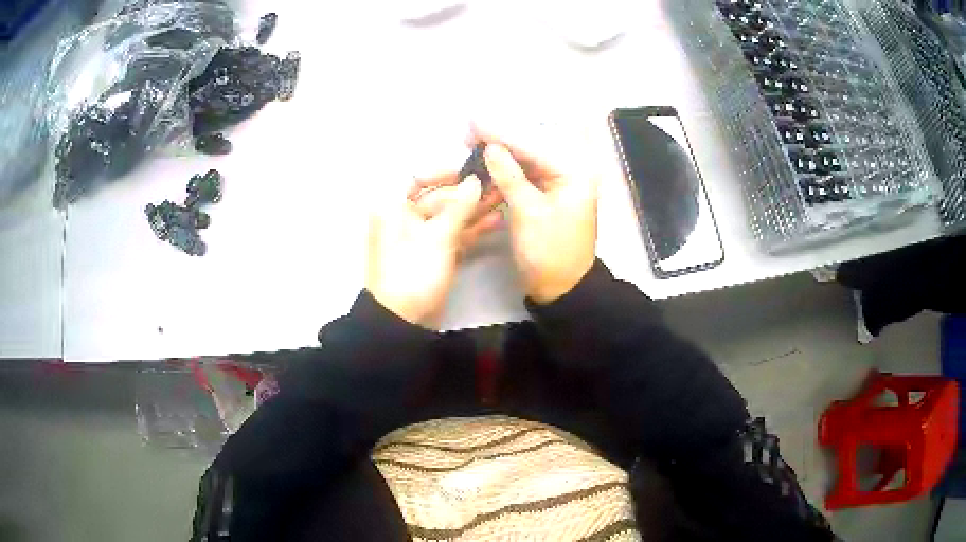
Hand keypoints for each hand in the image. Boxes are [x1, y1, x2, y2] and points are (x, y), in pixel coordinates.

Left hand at [366, 174, 495, 328]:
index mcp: (394, 206)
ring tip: (503, 198)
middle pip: (437, 196)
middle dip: (467, 192)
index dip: (445, 171)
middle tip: (498, 183)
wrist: (402, 321)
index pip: (418, 176)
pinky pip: (451, 234)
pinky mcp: (432, 254)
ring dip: (473, 209)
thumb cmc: (413, 271)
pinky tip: (495, 220)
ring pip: (448, 216)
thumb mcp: (437, 236)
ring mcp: (419, 237)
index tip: (473, 169)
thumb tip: (475, 181)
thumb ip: (459, 206)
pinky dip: (470, 229)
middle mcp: (404, 216)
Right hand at [473, 129, 597, 303]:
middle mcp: (569, 170)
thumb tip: (491, 147)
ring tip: (472, 139)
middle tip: (469, 129)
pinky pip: (525, 172)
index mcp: (573, 173)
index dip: (501, 132)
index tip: (472, 120)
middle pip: (531, 145)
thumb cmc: (549, 252)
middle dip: (501, 136)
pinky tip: (487, 158)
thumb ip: (510, 176)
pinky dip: (506, 166)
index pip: (533, 145)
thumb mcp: (528, 213)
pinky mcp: (547, 193)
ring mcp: (558, 182)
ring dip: (501, 148)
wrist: (561, 287)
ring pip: (526, 157)